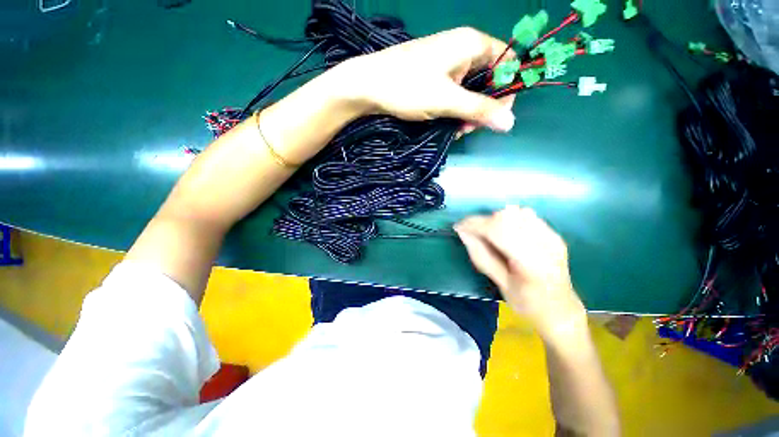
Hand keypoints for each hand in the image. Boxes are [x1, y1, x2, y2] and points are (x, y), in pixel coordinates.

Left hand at [336, 27, 516, 132]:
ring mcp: (447, 65)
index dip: (507, 89)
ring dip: (466, 114)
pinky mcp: (435, 78)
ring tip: (454, 130)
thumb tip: (510, 123)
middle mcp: (462, 50)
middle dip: (482, 108)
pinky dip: (453, 111)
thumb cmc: (407, 87)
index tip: (495, 115)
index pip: (507, 62)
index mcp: (471, 44)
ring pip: (470, 91)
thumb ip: (479, 110)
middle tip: (467, 128)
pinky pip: (454, 95)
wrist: (368, 86)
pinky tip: (446, 125)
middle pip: (488, 79)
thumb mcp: (446, 101)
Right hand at [454, 206, 586, 342]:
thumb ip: (480, 255)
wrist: (561, 309)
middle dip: (483, 221)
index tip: (458, 227)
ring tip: (491, 235)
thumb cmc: (527, 303)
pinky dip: (509, 220)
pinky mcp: (554, 233)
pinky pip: (526, 215)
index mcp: (531, 262)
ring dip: (496, 220)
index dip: (474, 224)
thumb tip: (463, 232)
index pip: (497, 230)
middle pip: (506, 217)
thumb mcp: (499, 283)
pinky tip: (507, 234)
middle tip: (474, 233)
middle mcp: (545, 243)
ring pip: (515, 212)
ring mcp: (552, 236)